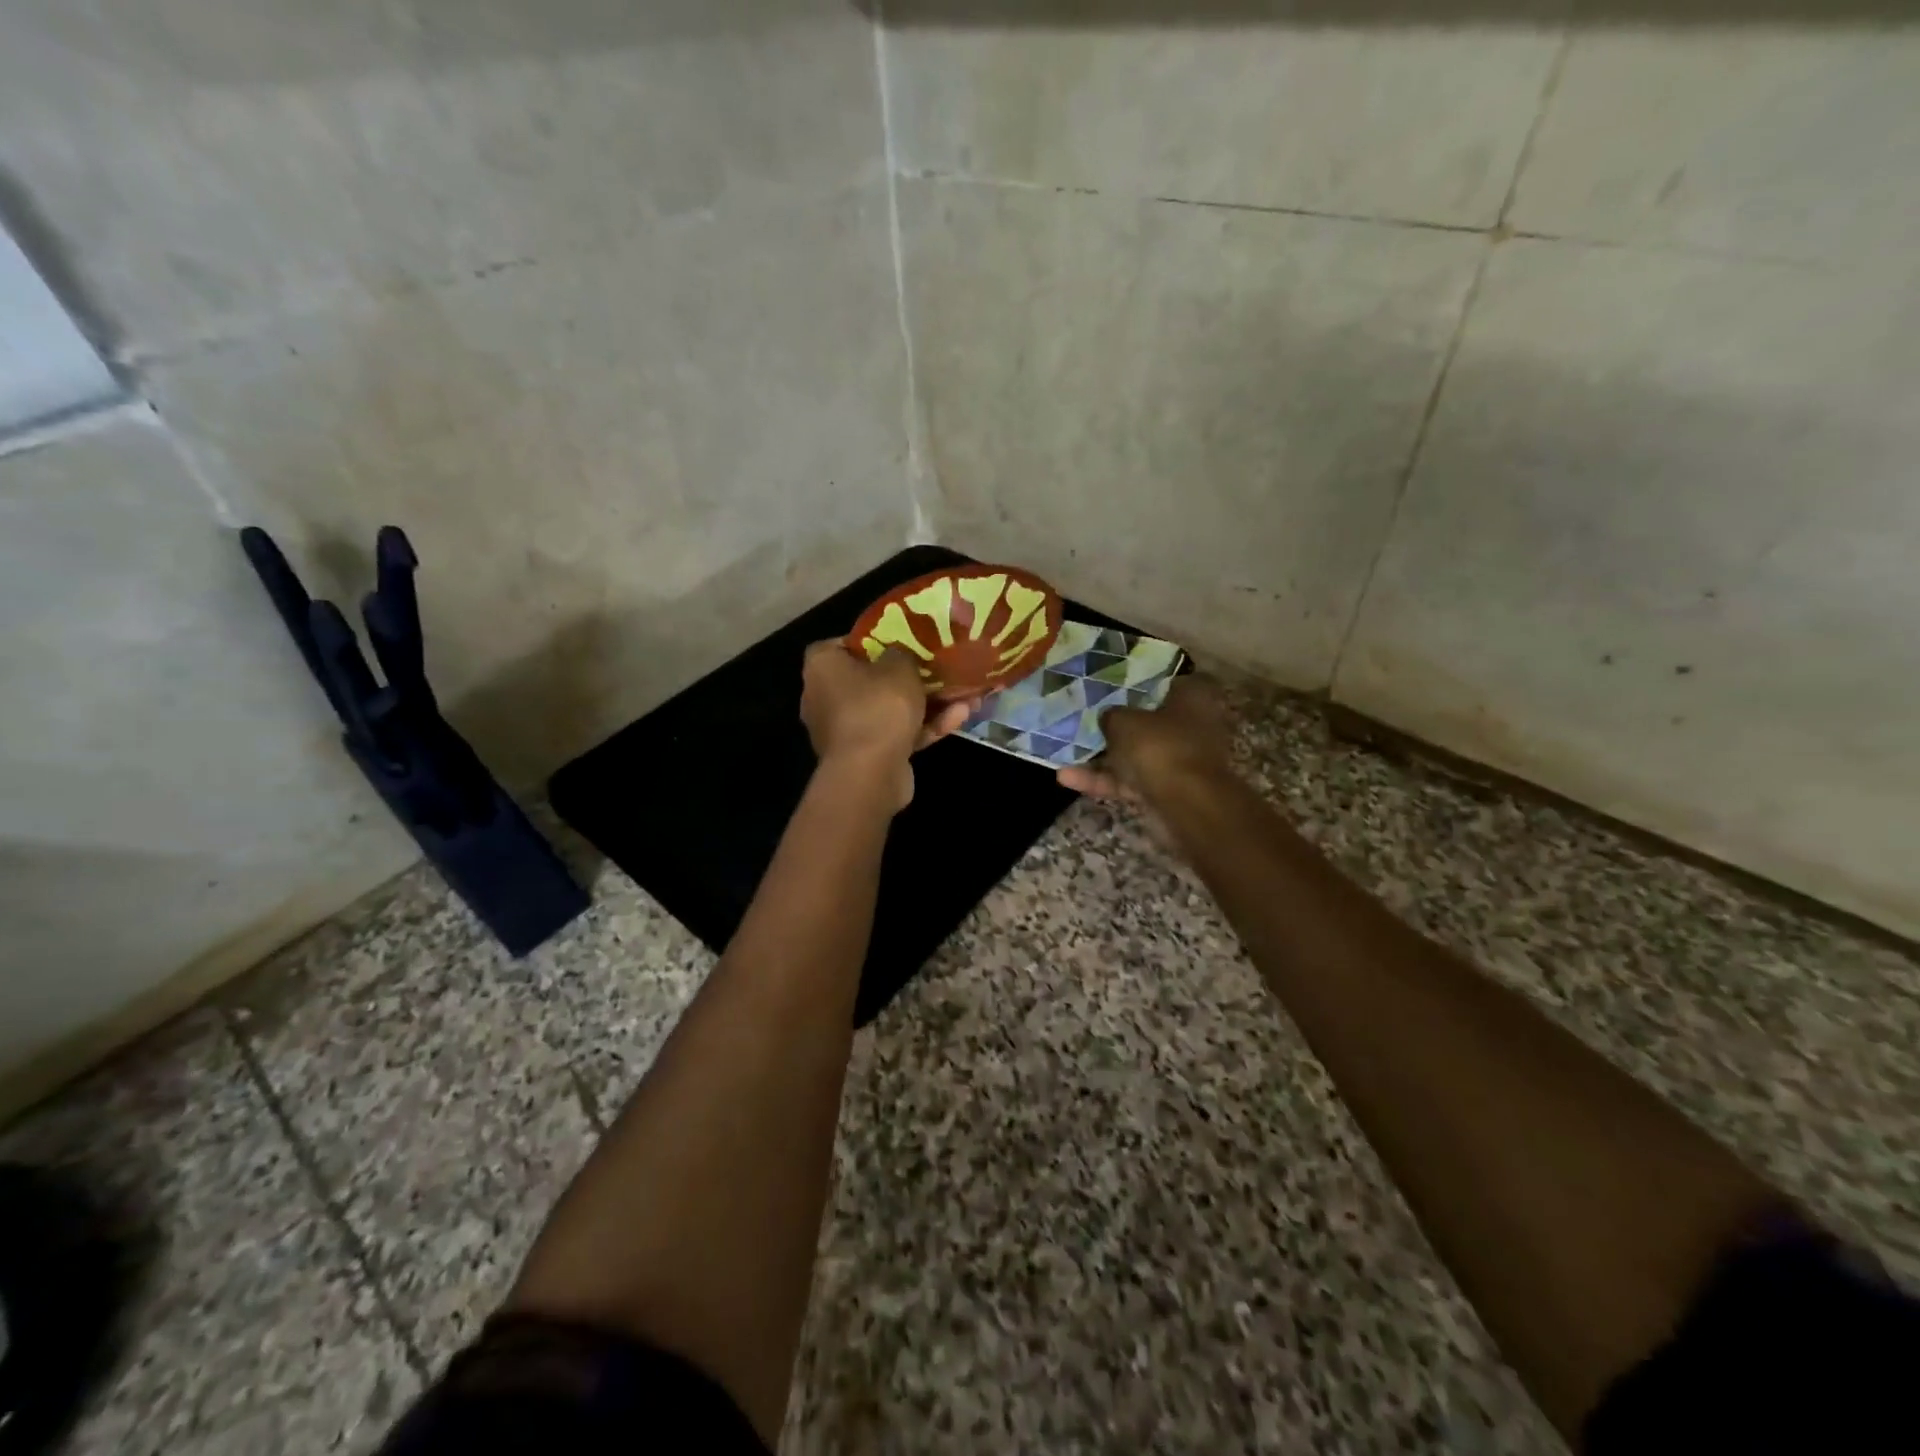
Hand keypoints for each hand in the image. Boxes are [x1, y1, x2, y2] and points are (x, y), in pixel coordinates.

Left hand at [801, 640, 974, 808]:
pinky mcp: (866, 756)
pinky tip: (960, 718)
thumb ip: (902, 652)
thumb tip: (899, 655)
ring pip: (889, 709)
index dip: (871, 640)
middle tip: (939, 668)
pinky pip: (896, 733)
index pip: (842, 644)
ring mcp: (846, 730)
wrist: (870, 774)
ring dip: (927, 704)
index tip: (900, 640)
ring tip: (964, 695)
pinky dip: (924, 727)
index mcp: (822, 667)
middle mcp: (825, 697)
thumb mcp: (900, 665)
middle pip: (871, 679)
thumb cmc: (878, 707)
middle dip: (909, 676)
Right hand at [1057, 675, 1233, 802]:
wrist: (1185, 805)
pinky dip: (1103, 781)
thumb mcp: (1123, 721)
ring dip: (1104, 757)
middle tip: (1089, 717)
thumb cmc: (1159, 746)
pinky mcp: (1166, 790)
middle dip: (1121, 723)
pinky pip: (1131, 781)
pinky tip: (1066, 778)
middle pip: (1152, 721)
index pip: (1171, 681)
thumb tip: (1108, 717)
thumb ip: (1111, 715)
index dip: (1144, 681)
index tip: (1118, 683)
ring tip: (1066, 751)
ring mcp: (1180, 761)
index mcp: (1193, 698)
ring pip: (1138, 754)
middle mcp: (1192, 727)